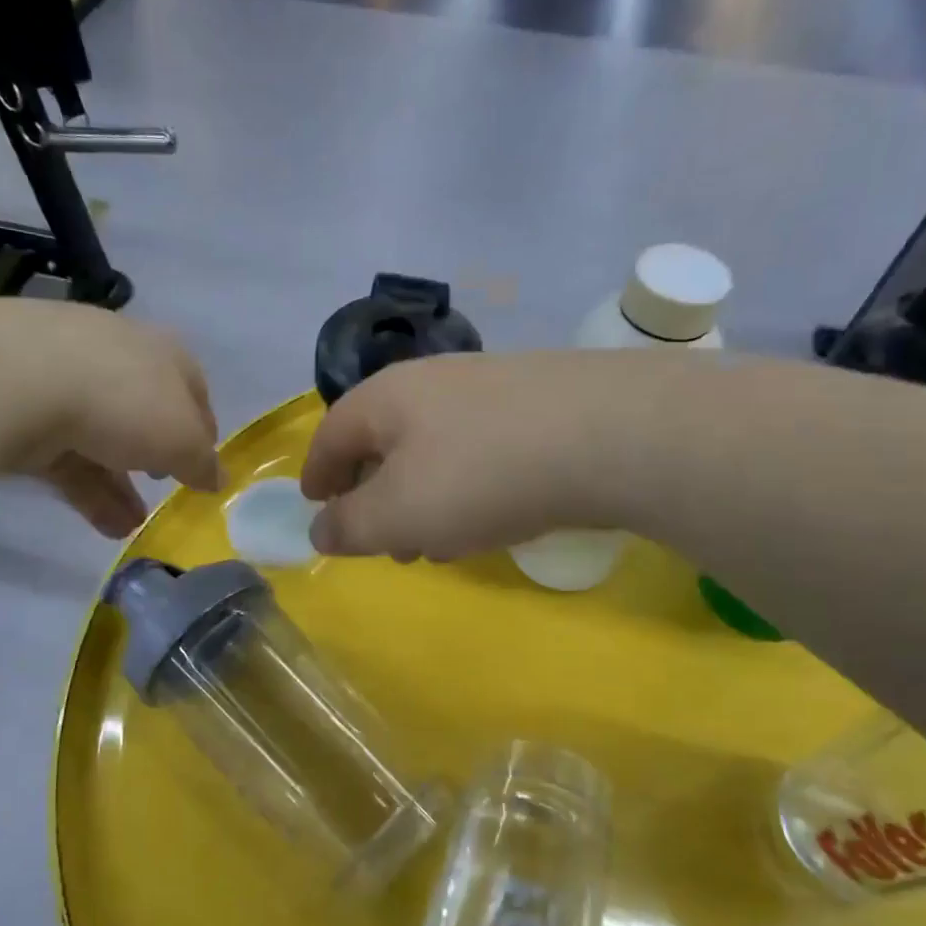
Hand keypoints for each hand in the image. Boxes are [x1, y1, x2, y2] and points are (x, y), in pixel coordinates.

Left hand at [0, 302, 221, 537]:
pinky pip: (63, 452)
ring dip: (120, 484)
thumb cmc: (125, 401)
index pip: (193, 390)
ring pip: (100, 436)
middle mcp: (117, 355)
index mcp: (164, 352)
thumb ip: (202, 463)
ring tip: (131, 526)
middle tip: (163, 487)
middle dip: (155, 456)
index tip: (204, 466)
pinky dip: (86, 488)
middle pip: (143, 412)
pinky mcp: (21, 404)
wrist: (19, 379)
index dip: (203, 430)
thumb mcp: (182, 440)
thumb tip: (216, 478)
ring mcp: (64, 375)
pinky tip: (103, 525)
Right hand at [300, 351, 661, 559]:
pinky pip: (479, 451)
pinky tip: (489, 519)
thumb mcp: (398, 513)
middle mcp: (431, 382)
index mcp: (386, 398)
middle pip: (383, 441)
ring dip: (422, 498)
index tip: (315, 507)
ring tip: (435, 543)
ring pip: (433, 450)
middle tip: (382, 542)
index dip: (316, 475)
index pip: (331, 434)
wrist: (611, 434)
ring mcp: (488, 388)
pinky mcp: (536, 405)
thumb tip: (320, 530)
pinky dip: (466, 488)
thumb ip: (349, 526)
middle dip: (374, 496)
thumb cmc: (481, 474)